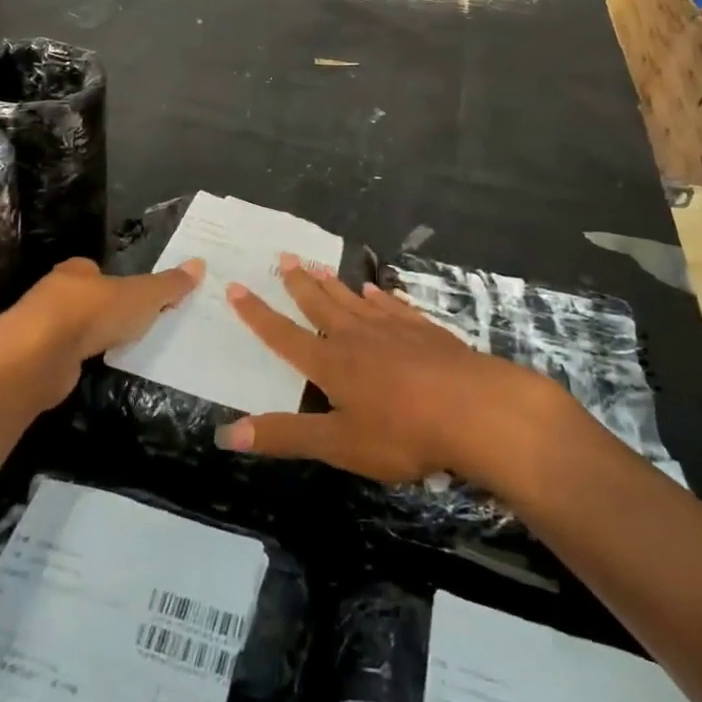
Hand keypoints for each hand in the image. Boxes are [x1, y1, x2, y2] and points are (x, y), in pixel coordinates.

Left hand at [0, 257, 202, 409]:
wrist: (38, 355)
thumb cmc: (92, 313)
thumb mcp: (142, 297)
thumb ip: (168, 285)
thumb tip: (199, 264)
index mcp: (76, 270)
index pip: (95, 270)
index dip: (113, 282)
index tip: (132, 298)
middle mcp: (53, 292)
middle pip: (81, 298)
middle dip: (100, 310)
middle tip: (128, 325)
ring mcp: (37, 327)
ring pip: (68, 328)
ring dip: (85, 338)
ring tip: (113, 350)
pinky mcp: (31, 359)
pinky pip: (59, 356)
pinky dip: (73, 362)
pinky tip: (88, 370)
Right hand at [215, 257, 575, 492]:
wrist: (475, 409)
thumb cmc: (402, 432)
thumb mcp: (339, 444)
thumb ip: (285, 436)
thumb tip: (226, 434)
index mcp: (331, 363)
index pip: (283, 335)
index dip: (257, 314)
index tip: (236, 286)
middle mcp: (356, 337)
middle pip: (320, 305)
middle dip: (298, 283)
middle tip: (283, 257)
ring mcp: (393, 329)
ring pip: (354, 300)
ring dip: (333, 284)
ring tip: (318, 266)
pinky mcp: (424, 331)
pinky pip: (394, 306)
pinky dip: (380, 297)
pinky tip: (376, 290)